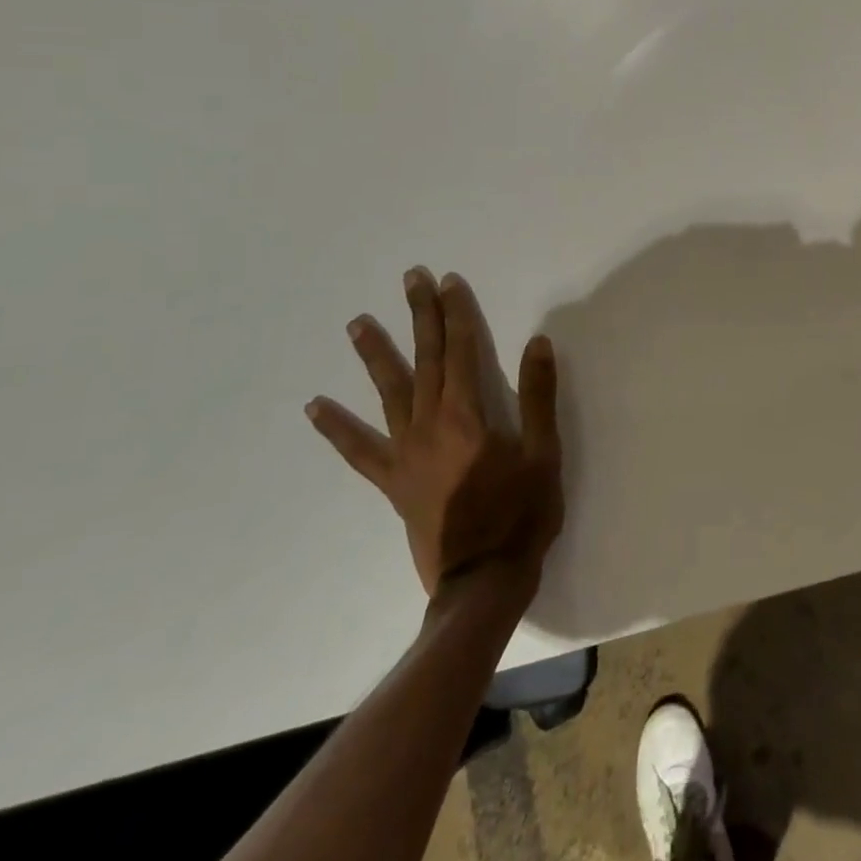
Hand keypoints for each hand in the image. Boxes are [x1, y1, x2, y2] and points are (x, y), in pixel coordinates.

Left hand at [306, 267, 563, 597]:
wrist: (482, 582)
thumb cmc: (521, 514)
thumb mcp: (544, 453)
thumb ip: (538, 396)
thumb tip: (537, 342)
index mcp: (469, 415)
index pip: (462, 350)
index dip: (457, 312)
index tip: (448, 281)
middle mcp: (430, 425)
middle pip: (425, 359)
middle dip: (420, 316)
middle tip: (411, 278)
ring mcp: (405, 454)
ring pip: (389, 393)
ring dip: (375, 354)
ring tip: (359, 322)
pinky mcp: (393, 482)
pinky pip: (359, 451)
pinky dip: (337, 428)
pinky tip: (316, 408)